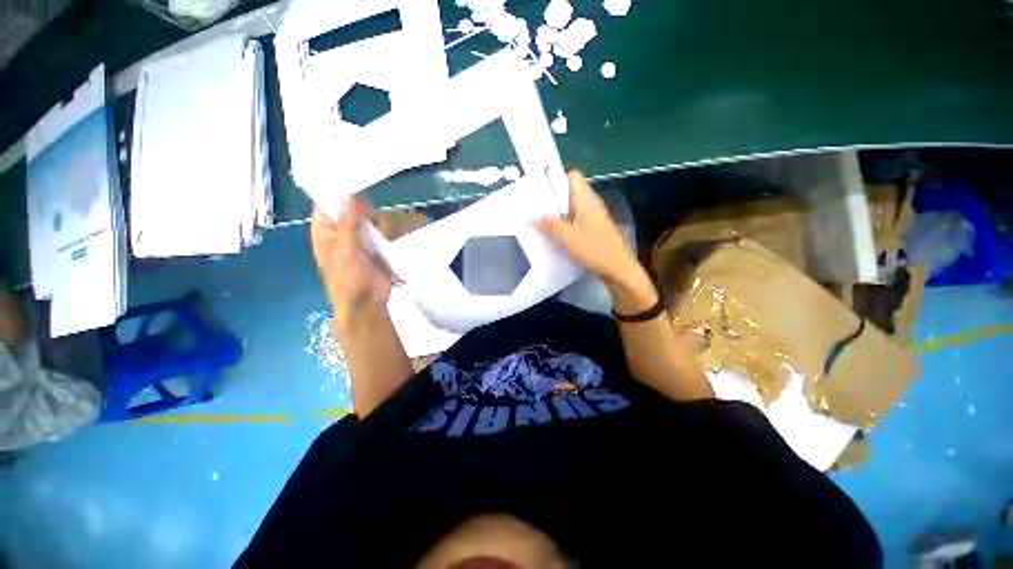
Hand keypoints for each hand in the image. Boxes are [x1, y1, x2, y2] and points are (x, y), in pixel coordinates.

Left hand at [311, 198, 391, 325]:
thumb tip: (349, 195)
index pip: (326, 205)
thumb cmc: (348, 279)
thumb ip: (348, 223)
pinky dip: (387, 232)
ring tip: (380, 237)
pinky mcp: (377, 247)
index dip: (337, 194)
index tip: (354, 186)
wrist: (367, 303)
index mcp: (326, 232)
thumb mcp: (346, 250)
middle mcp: (342, 232)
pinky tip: (389, 239)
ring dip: (378, 224)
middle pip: (352, 210)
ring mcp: (361, 240)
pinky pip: (382, 232)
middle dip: (364, 212)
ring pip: (370, 220)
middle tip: (372, 221)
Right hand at [534, 171, 640, 283]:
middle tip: (531, 206)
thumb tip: (530, 216)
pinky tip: (551, 235)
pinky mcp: (591, 231)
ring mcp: (591, 218)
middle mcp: (590, 205)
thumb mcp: (567, 236)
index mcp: (586, 199)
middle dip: (550, 199)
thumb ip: (548, 225)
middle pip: (568, 193)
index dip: (555, 178)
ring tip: (536, 220)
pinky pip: (573, 222)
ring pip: (569, 209)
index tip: (538, 188)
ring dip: (555, 214)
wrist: (617, 270)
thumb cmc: (594, 249)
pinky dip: (562, 226)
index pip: (572, 176)